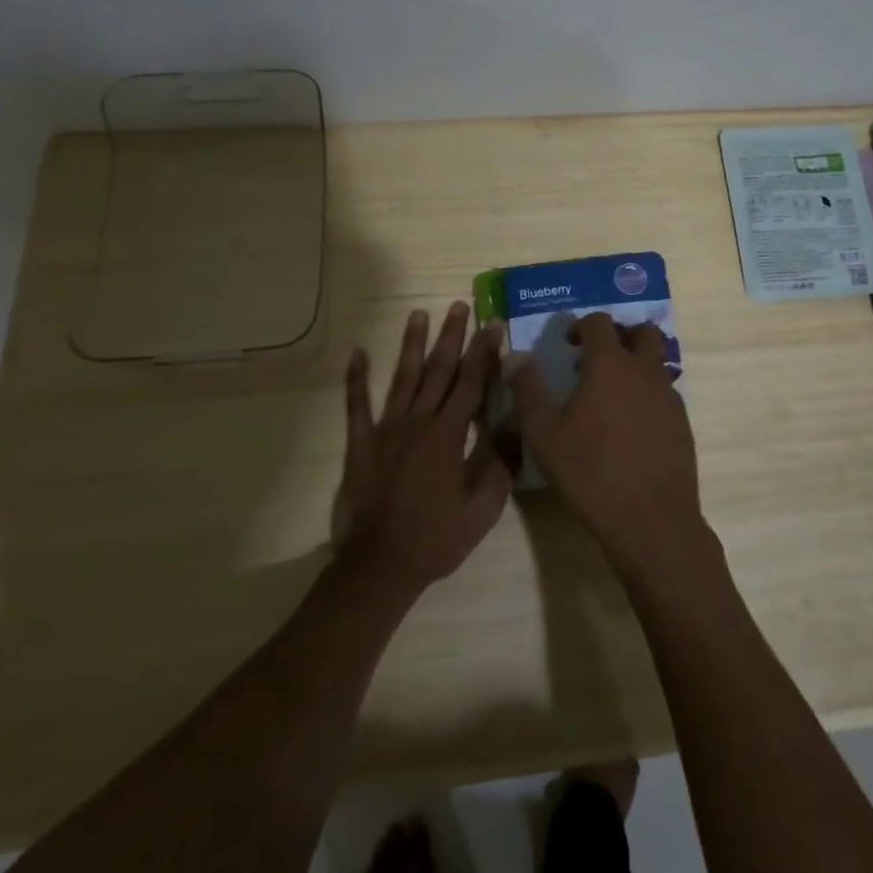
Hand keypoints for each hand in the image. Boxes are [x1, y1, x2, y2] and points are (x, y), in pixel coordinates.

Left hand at [332, 303, 512, 600]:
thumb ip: (500, 464)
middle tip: (459, 306)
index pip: (471, 383)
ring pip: (402, 378)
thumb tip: (516, 425)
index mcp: (448, 435)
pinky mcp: (360, 445)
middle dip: (451, 336)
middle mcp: (417, 422)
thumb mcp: (483, 508)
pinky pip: (356, 406)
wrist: (378, 567)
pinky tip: (356, 353)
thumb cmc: (436, 539)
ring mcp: (385, 430)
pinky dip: (356, 379)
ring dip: (411, 345)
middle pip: (438, 370)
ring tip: (418, 314)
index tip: (492, 324)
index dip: (483, 352)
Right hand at [513, 313, 704, 580]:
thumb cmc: (590, 472)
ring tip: (611, 396)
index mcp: (610, 365)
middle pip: (642, 332)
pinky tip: (630, 427)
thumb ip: (528, 390)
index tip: (568, 343)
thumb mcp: (544, 434)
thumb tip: (514, 357)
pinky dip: (647, 395)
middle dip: (620, 336)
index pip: (600, 322)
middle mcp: (644, 371)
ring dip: (636, 365)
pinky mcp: (682, 422)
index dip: (582, 325)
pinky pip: (664, 393)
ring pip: (656, 362)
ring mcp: (669, 396)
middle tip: (597, 360)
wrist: (651, 519)